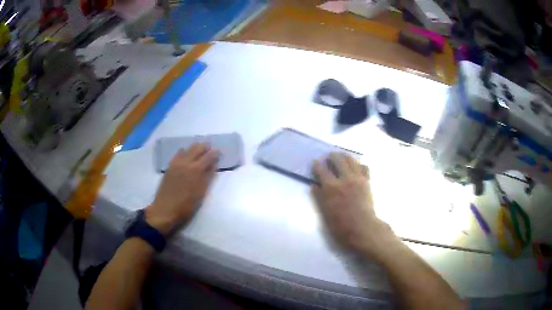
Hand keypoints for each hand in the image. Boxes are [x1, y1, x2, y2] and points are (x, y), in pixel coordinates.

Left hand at [145, 143, 217, 235]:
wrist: (165, 209)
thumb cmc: (186, 205)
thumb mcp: (201, 193)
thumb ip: (208, 177)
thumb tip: (213, 165)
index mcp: (196, 170)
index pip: (208, 156)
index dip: (214, 153)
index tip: (218, 151)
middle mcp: (186, 163)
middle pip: (197, 149)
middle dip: (204, 147)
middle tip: (210, 147)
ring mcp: (176, 163)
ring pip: (187, 149)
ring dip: (194, 147)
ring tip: (199, 148)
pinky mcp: (170, 166)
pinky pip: (178, 154)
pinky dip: (184, 151)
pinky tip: (185, 153)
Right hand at [312, 153, 401, 262]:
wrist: (363, 228)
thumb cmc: (341, 225)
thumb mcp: (325, 213)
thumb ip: (319, 197)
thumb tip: (315, 185)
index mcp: (331, 187)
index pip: (321, 169)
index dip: (317, 165)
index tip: (315, 163)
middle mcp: (344, 179)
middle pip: (338, 159)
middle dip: (332, 156)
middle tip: (329, 157)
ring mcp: (357, 179)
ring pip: (351, 160)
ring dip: (345, 156)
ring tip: (342, 157)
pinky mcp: (367, 181)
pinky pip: (364, 167)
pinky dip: (359, 164)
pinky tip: (356, 167)